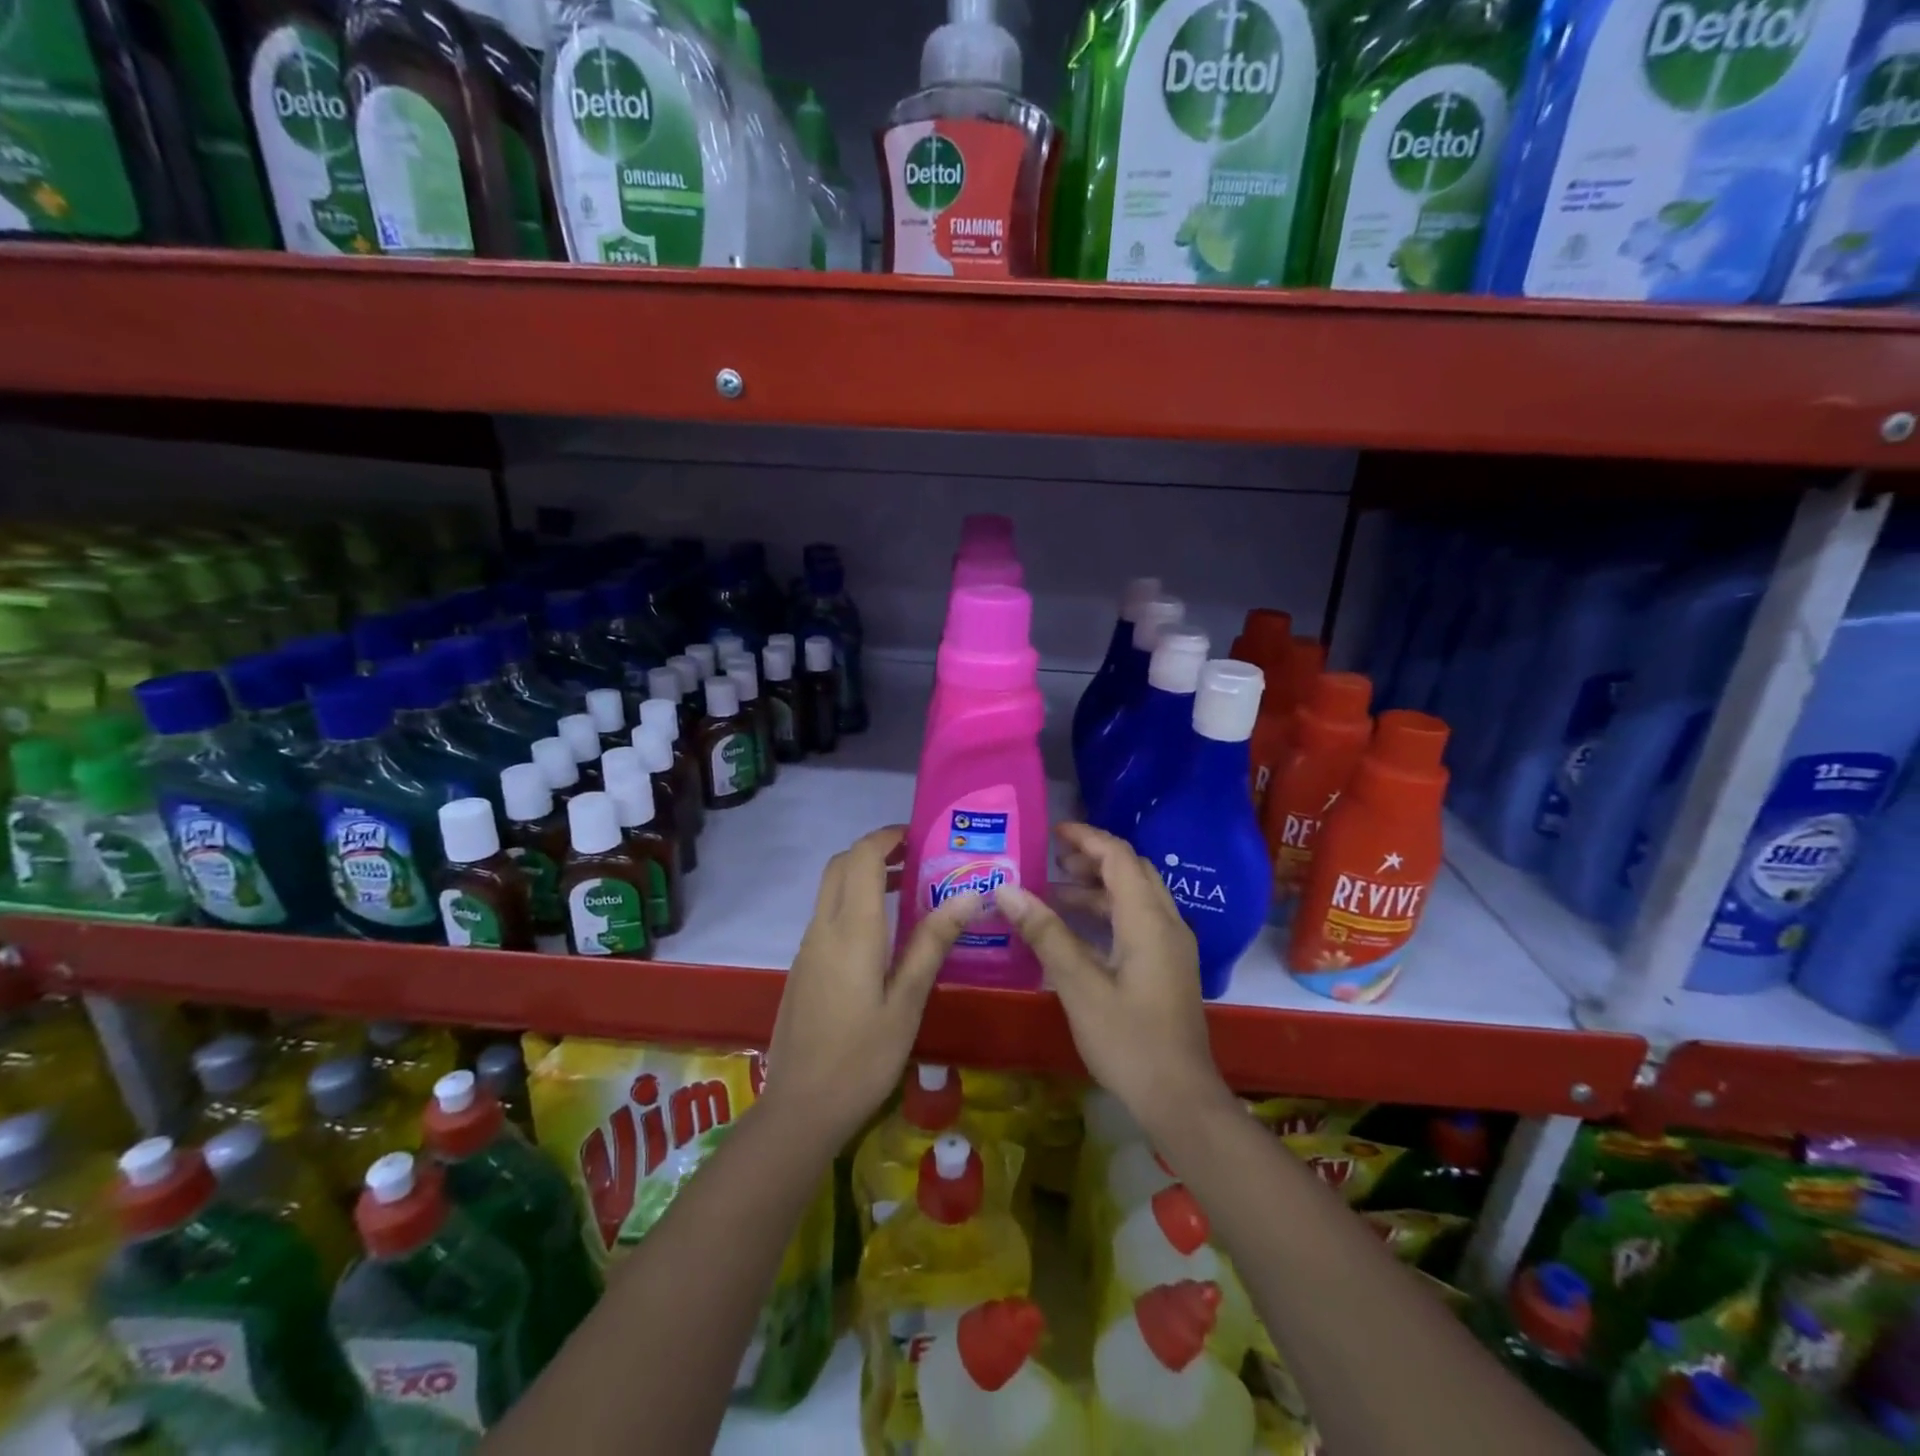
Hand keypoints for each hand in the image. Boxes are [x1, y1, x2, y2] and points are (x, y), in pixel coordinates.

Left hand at [766, 825, 982, 1143]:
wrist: (800, 1108)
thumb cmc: (863, 1057)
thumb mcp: (907, 1001)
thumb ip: (933, 943)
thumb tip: (968, 894)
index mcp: (852, 930)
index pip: (862, 857)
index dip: (888, 837)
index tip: (921, 837)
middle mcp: (824, 928)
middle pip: (841, 865)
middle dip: (876, 850)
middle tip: (918, 858)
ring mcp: (808, 947)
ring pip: (831, 888)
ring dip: (864, 875)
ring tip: (909, 888)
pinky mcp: (804, 966)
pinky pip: (827, 914)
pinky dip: (853, 901)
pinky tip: (883, 933)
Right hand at [993, 823, 1226, 1136]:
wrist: (1180, 1098)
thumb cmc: (1128, 1040)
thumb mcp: (1079, 985)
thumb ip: (1045, 934)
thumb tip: (1007, 890)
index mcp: (1148, 920)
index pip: (1119, 857)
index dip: (1087, 838)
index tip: (1053, 831)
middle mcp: (1167, 923)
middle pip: (1132, 871)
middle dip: (1093, 859)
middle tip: (1052, 860)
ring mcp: (1172, 946)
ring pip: (1136, 897)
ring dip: (1099, 887)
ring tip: (1054, 892)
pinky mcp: (1169, 967)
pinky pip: (1139, 921)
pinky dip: (1109, 912)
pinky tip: (1077, 930)